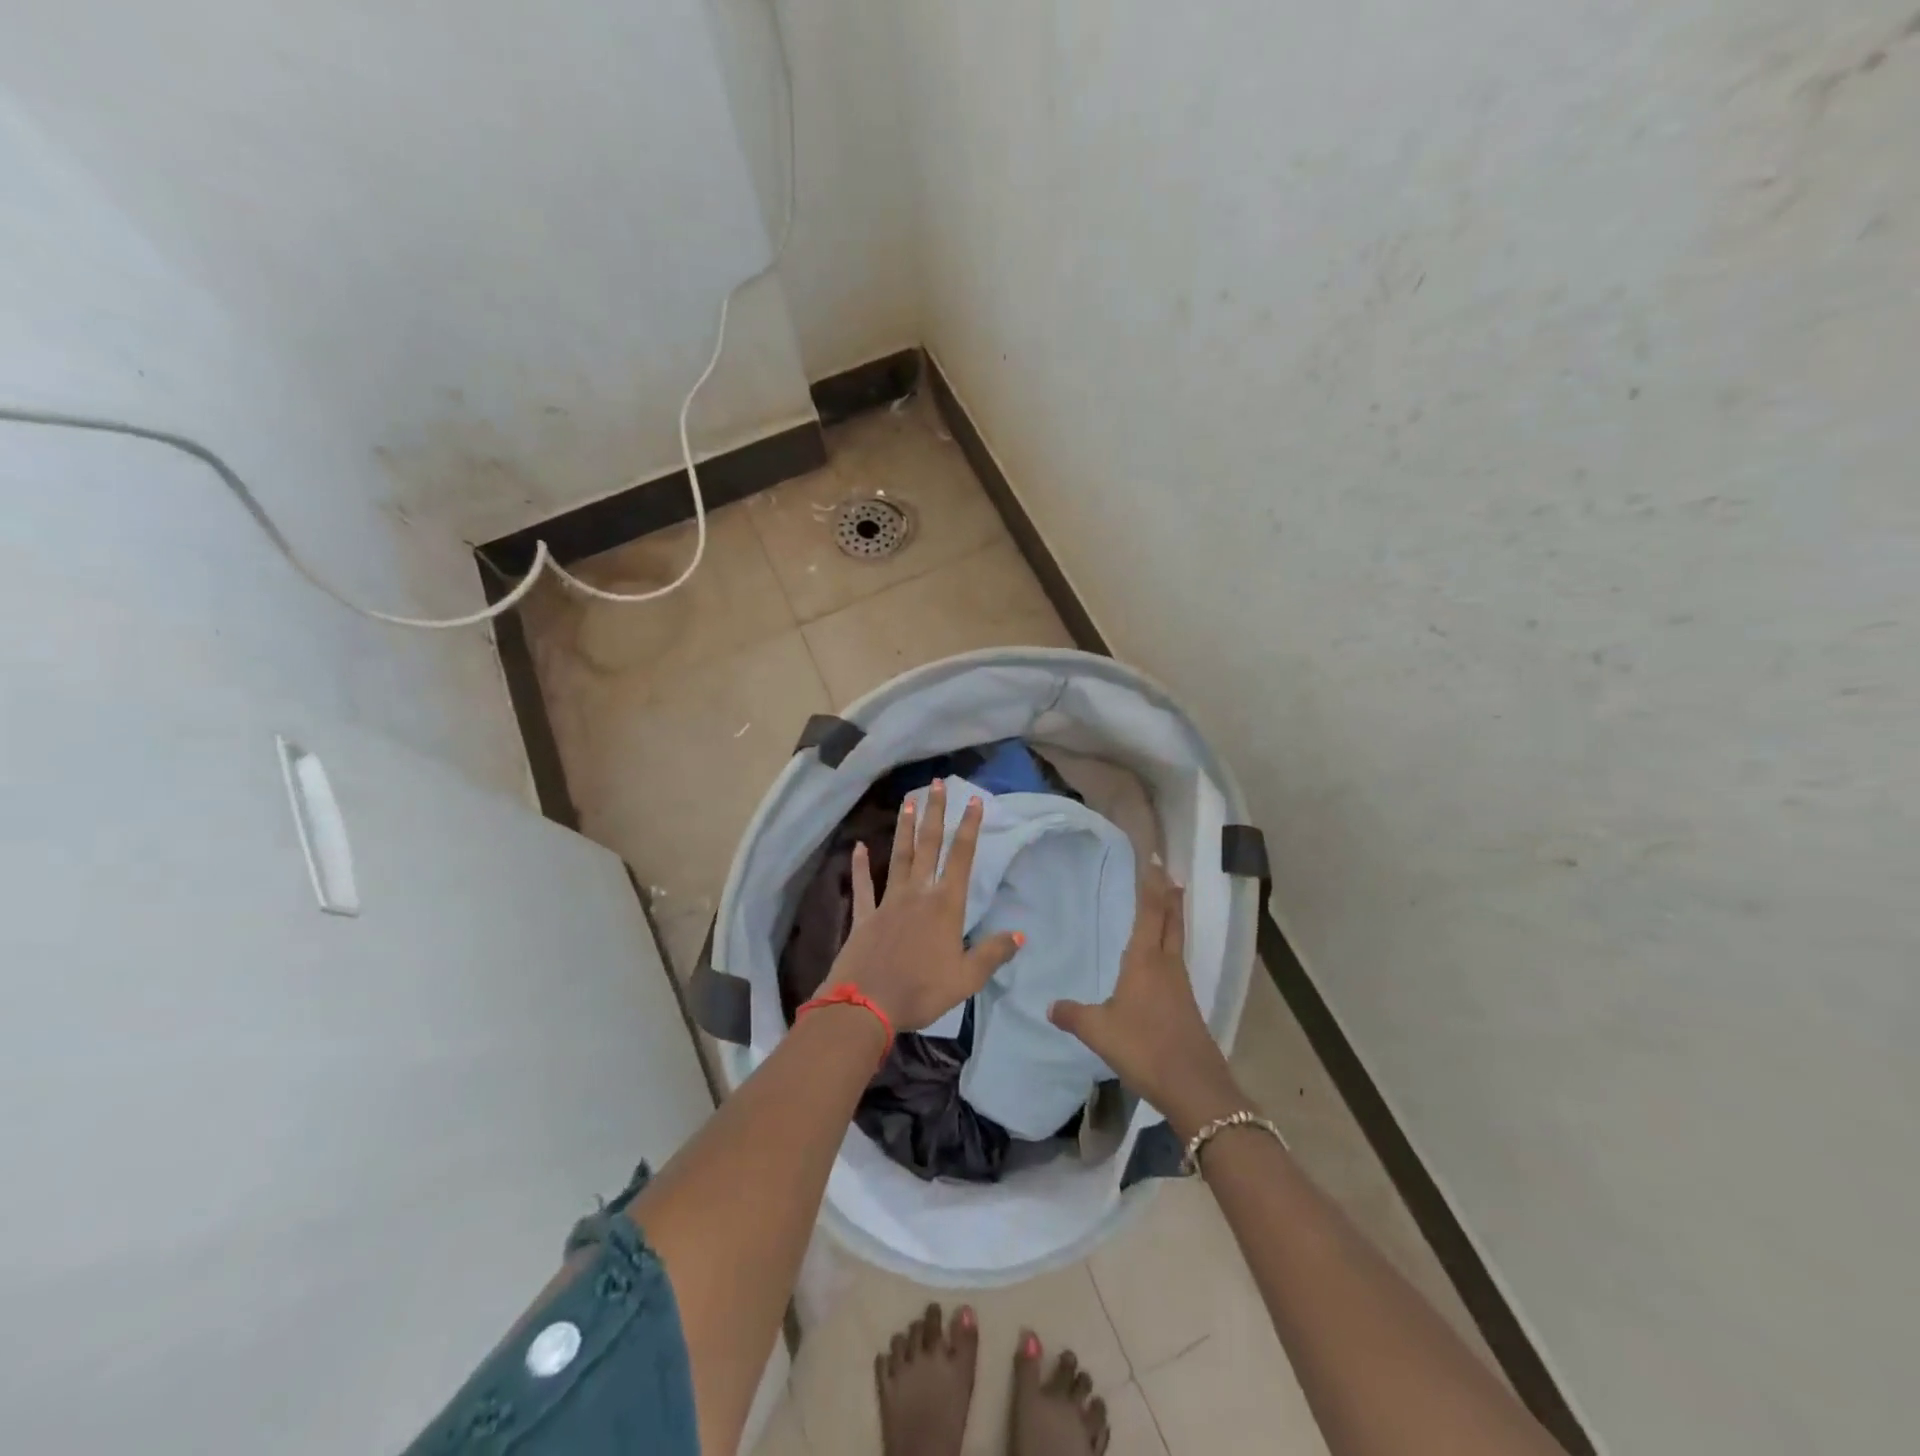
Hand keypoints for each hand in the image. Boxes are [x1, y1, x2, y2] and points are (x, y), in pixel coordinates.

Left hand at [822, 779, 1023, 1033]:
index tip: (973, 800)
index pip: (962, 858)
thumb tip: (1021, 933)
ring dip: (905, 829)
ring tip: (908, 802)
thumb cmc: (922, 990)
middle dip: (935, 814)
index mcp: (946, 906)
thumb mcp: (967, 978)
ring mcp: (888, 902)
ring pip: (900, 857)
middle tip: (936, 784)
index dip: (969, 828)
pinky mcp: (865, 916)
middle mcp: (918, 894)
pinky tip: (858, 847)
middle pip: (929, 846)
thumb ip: (994, 953)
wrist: (867, 1005)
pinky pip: (864, 886)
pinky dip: (861, 866)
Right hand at [1047, 864, 1242, 1133]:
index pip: (1150, 912)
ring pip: (1176, 940)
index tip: (1154, 861)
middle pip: (1171, 921)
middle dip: (1168, 895)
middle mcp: (1167, 965)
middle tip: (1167, 873)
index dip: (1152, 885)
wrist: (1194, 1086)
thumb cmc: (1144, 1048)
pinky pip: (1176, 963)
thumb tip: (1050, 1005)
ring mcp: (1180, 985)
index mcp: (1145, 961)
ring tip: (1166, 904)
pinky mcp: (1186, 1005)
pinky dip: (1170, 946)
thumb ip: (1073, 1015)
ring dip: (1172, 918)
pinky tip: (1160, 960)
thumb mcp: (1099, 1031)